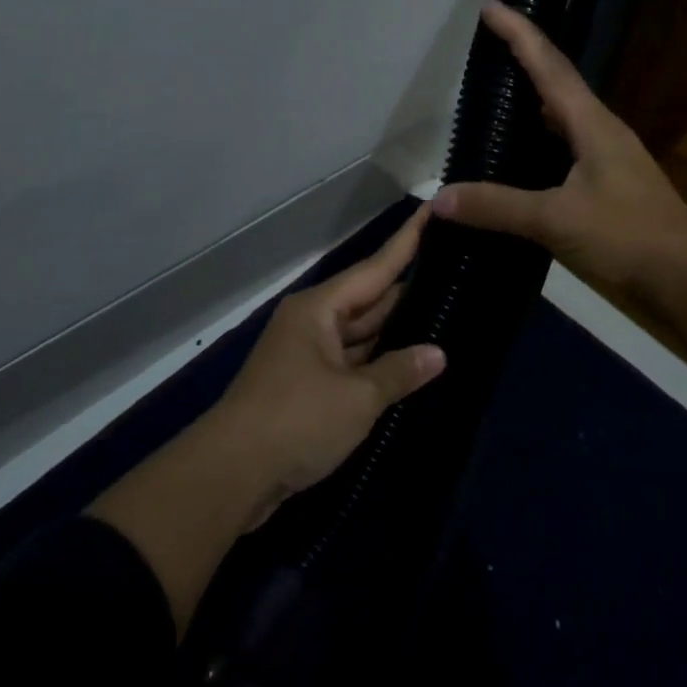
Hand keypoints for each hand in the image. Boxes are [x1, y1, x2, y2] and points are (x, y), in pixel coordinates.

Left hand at [90, 205, 444, 636]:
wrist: (230, 476)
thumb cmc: (295, 421)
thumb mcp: (356, 398)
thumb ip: (399, 372)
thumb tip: (438, 354)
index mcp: (320, 309)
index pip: (375, 268)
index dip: (407, 242)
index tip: (432, 210)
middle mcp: (313, 322)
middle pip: (369, 300)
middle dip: (409, 290)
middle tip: (456, 274)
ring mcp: (308, 354)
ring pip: (361, 333)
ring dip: (396, 330)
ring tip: (446, 313)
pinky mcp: (307, 386)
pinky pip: (352, 362)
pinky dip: (378, 362)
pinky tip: (411, 361)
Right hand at [432, 0, 686, 425]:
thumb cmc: (628, 238)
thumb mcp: (557, 220)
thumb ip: (497, 207)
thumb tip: (439, 198)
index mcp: (592, 124)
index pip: (548, 65)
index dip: (518, 33)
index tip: (490, 5)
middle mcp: (601, 132)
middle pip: (558, 82)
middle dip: (524, 58)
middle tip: (488, 46)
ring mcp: (608, 160)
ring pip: (563, 117)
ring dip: (533, 100)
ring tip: (497, 94)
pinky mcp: (609, 188)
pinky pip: (566, 149)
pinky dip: (539, 142)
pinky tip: (521, 158)